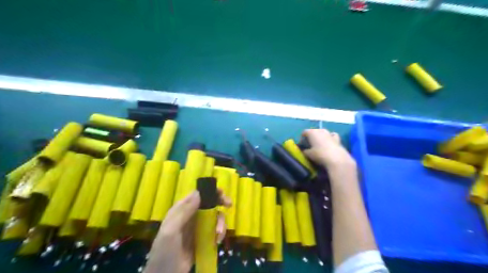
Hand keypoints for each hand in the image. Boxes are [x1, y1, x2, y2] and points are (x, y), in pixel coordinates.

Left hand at [143, 189, 231, 272]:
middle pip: (209, 203)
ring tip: (218, 235)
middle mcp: (191, 215)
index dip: (210, 191)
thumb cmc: (164, 252)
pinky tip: (217, 241)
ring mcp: (198, 227)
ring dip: (221, 223)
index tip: (221, 193)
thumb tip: (198, 193)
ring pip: (215, 217)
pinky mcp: (204, 238)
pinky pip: (215, 230)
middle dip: (220, 202)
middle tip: (229, 204)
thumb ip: (183, 212)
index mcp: (181, 210)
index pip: (197, 194)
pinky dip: (220, 233)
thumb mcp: (170, 231)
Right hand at [302, 128, 355, 168]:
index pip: (304, 132)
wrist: (336, 158)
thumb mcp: (308, 154)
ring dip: (320, 137)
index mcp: (312, 132)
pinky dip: (330, 138)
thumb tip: (305, 150)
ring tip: (319, 144)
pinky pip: (332, 135)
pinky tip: (329, 142)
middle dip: (311, 137)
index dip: (302, 138)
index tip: (302, 145)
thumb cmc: (319, 154)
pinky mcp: (337, 138)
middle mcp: (320, 130)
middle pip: (314, 131)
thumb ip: (305, 151)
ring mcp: (329, 133)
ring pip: (323, 132)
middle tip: (310, 145)